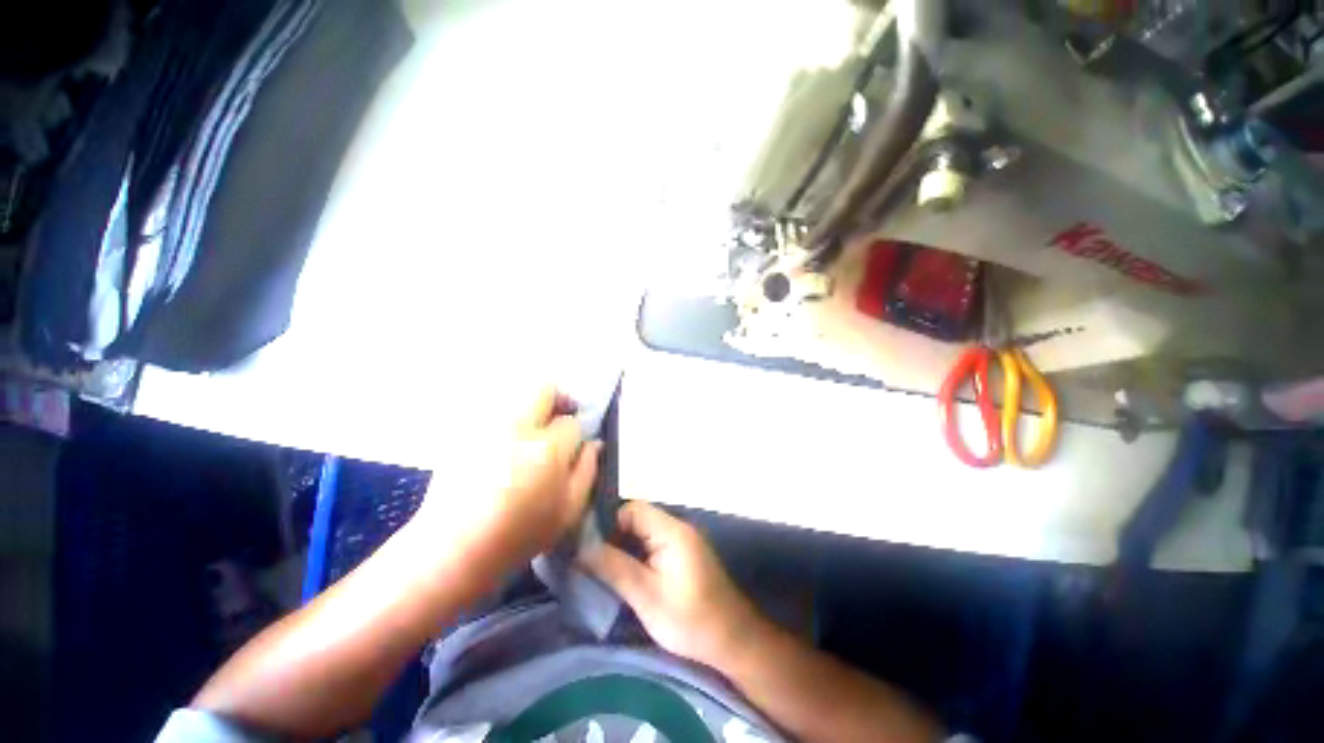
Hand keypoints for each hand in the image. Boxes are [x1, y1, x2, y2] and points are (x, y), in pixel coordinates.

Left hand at [413, 386, 601, 576]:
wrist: (453, 549)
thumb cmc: (519, 534)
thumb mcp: (568, 510)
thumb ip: (588, 470)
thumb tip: (594, 443)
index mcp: (547, 449)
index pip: (571, 422)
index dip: (576, 432)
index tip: (572, 445)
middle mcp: (517, 428)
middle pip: (544, 390)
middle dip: (558, 400)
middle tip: (558, 420)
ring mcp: (487, 427)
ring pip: (517, 395)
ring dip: (531, 407)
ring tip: (529, 434)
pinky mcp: (464, 432)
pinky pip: (493, 410)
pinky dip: (506, 418)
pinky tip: (503, 445)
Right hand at [582, 502, 761, 667]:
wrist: (733, 639)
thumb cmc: (690, 620)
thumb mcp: (646, 596)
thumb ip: (614, 567)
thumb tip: (582, 546)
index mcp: (670, 530)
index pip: (631, 509)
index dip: (607, 522)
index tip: (587, 546)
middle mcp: (676, 526)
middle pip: (636, 517)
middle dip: (613, 535)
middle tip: (592, 560)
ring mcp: (681, 539)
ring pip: (643, 530)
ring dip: (623, 545)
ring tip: (603, 568)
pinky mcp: (682, 552)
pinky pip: (652, 542)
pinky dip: (636, 553)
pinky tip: (625, 572)